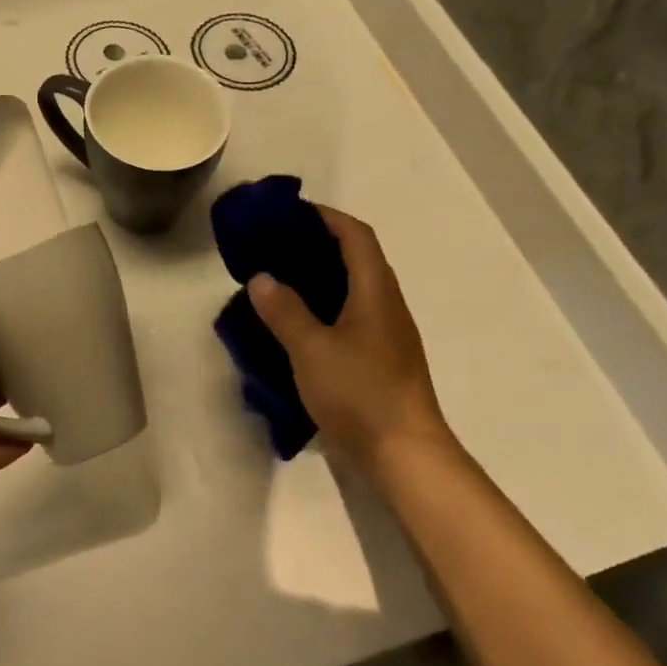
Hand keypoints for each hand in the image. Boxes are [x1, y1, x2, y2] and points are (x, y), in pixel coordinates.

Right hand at [246, 205, 448, 476]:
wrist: (404, 453)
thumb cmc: (360, 393)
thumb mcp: (312, 350)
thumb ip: (285, 311)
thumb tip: (262, 278)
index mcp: (375, 291)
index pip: (356, 235)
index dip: (327, 216)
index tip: (291, 212)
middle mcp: (386, 305)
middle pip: (357, 258)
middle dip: (319, 244)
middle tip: (276, 246)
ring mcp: (386, 334)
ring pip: (354, 289)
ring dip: (321, 277)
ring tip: (280, 280)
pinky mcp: (381, 359)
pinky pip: (351, 316)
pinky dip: (325, 307)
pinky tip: (298, 324)